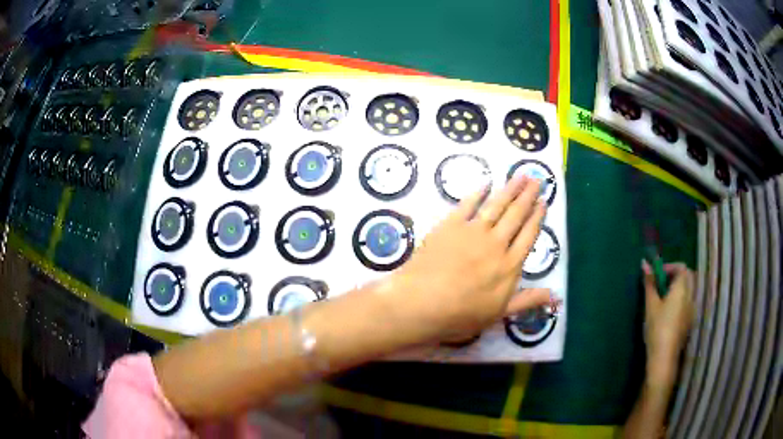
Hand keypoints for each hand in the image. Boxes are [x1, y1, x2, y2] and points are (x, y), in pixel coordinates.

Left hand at [386, 176, 555, 342]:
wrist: (422, 303)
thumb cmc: (461, 315)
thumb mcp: (499, 314)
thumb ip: (528, 300)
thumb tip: (556, 297)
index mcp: (510, 265)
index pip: (528, 235)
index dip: (537, 217)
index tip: (543, 202)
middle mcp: (496, 244)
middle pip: (516, 215)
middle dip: (528, 196)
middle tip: (536, 179)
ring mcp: (472, 232)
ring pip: (496, 206)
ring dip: (510, 189)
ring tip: (520, 175)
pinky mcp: (450, 226)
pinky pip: (467, 205)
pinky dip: (477, 193)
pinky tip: (485, 184)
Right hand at [642, 261, 694, 384]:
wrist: (664, 357)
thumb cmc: (657, 328)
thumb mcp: (651, 305)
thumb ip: (649, 283)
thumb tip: (644, 263)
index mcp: (682, 288)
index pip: (681, 267)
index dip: (669, 267)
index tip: (657, 275)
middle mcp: (691, 295)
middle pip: (688, 276)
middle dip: (676, 276)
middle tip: (661, 285)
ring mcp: (692, 309)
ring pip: (689, 289)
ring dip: (679, 288)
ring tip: (664, 299)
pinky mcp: (690, 320)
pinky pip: (688, 302)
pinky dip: (681, 299)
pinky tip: (669, 313)